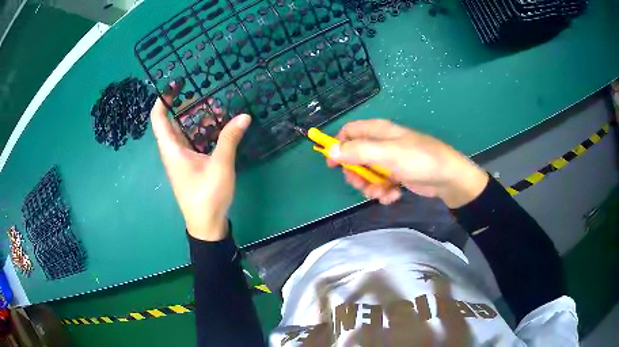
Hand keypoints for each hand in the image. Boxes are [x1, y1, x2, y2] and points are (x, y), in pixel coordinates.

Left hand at [151, 86, 250, 240]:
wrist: (206, 225)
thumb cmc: (207, 195)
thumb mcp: (220, 165)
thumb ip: (230, 138)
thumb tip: (244, 116)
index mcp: (172, 149)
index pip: (158, 119)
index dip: (162, 100)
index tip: (175, 85)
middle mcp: (173, 152)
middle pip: (173, 122)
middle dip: (186, 106)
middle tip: (203, 93)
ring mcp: (181, 160)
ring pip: (185, 133)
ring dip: (198, 120)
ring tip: (217, 108)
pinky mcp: (190, 166)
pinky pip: (193, 143)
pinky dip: (203, 133)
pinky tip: (219, 129)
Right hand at [327, 119, 488, 207]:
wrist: (448, 178)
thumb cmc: (419, 159)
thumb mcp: (387, 154)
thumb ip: (358, 151)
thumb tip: (330, 151)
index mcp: (377, 131)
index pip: (349, 132)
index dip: (338, 146)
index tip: (333, 164)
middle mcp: (381, 144)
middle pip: (355, 157)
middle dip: (356, 174)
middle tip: (361, 184)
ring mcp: (389, 161)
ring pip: (367, 174)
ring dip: (371, 187)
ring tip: (383, 193)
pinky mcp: (397, 176)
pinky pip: (381, 184)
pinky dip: (384, 192)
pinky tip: (394, 196)